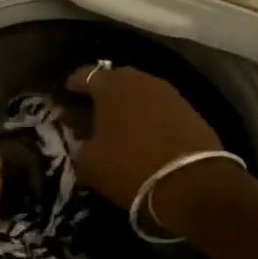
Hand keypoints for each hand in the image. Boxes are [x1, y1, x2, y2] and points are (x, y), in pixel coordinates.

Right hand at [67, 65, 247, 233]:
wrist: (191, 183)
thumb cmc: (129, 167)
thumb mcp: (89, 163)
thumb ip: (79, 145)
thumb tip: (82, 139)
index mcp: (111, 86)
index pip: (85, 75)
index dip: (74, 85)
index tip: (67, 96)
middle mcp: (141, 80)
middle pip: (115, 79)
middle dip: (103, 92)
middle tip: (93, 109)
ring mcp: (169, 93)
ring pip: (141, 91)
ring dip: (129, 103)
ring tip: (120, 122)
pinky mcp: (190, 110)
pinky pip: (160, 106)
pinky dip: (150, 115)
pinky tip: (145, 132)